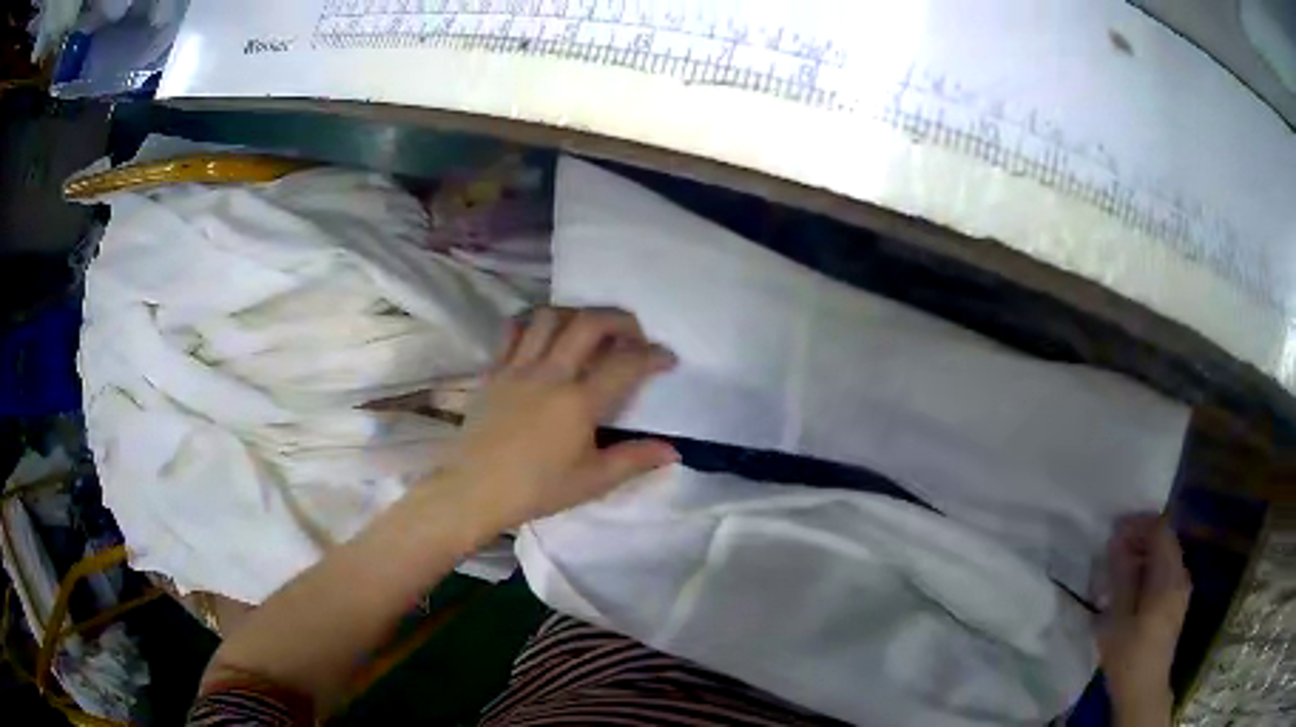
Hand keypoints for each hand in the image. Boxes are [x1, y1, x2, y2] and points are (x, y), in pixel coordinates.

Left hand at [441, 307, 678, 531]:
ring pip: (549, 317)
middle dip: (620, 319)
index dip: (654, 355)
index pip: (626, 364)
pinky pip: (514, 331)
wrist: (473, 490)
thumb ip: (634, 460)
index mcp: (578, 403)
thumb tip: (673, 450)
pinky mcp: (494, 370)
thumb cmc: (535, 489)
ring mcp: (517, 367)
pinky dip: (535, 324)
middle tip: (634, 334)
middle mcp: (550, 374)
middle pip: (589, 323)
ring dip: (576, 314)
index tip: (667, 358)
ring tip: (589, 331)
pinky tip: (544, 338)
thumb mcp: (591, 481)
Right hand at [1097, 514, 1190, 725]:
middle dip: (1140, 538)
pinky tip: (1132, 588)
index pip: (1160, 530)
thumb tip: (1117, 540)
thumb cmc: (1129, 656)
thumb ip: (1121, 576)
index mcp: (1169, 576)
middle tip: (1113, 549)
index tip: (1114, 529)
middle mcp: (1181, 575)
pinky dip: (1150, 570)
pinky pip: (1166, 572)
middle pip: (1165, 540)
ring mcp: (1182, 589)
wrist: (1144, 691)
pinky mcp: (1177, 603)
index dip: (1138, 523)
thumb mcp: (1118, 618)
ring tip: (1119, 569)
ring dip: (1144, 555)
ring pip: (1166, 556)